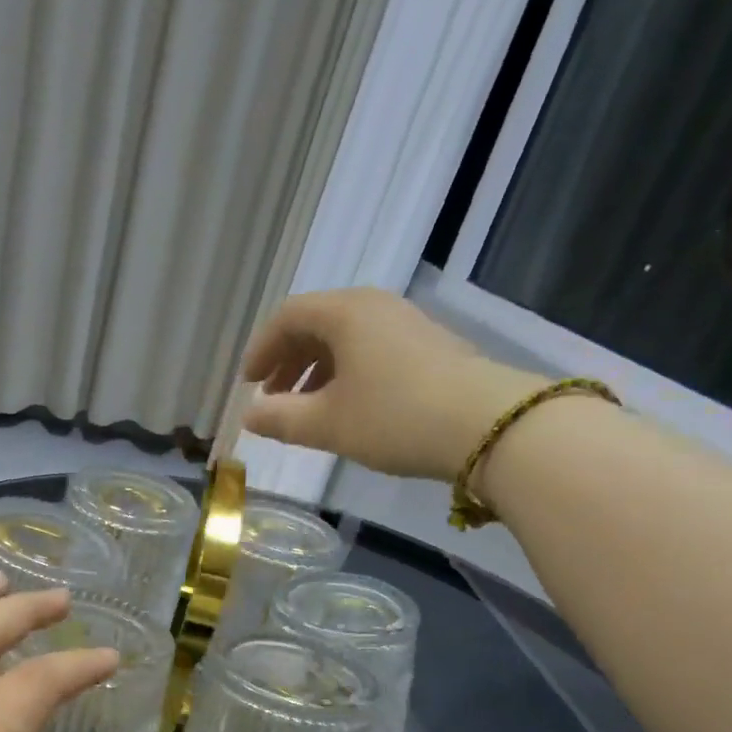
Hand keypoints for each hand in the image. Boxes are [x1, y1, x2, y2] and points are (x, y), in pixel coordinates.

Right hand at [240, 288, 543, 481]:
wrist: (485, 425)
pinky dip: (348, 374)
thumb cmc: (394, 417)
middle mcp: (375, 306)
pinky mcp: (429, 347)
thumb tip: (250, 416)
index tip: (247, 384)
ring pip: (346, 340)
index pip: (287, 317)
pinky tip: (349, 407)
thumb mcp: (328, 424)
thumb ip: (282, 419)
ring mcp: (406, 324)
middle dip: (288, 361)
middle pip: (317, 324)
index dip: (261, 349)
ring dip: (317, 371)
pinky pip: (372, 350)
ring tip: (306, 409)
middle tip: (272, 398)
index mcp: (345, 312)